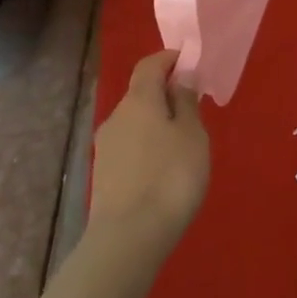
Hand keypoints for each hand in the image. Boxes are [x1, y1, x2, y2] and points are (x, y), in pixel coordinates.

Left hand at [87, 50, 210, 256]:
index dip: (169, 59)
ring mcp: (106, 146)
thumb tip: (180, 77)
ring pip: (134, 122)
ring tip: (182, 144)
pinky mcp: (103, 174)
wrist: (128, 238)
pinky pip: (129, 147)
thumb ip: (187, 101)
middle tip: (193, 109)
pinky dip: (147, 147)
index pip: (150, 64)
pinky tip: (162, 169)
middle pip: (141, 93)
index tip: (190, 64)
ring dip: (156, 123)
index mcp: (139, 99)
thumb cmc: (170, 177)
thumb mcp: (193, 135)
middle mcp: (117, 116)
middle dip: (165, 94)